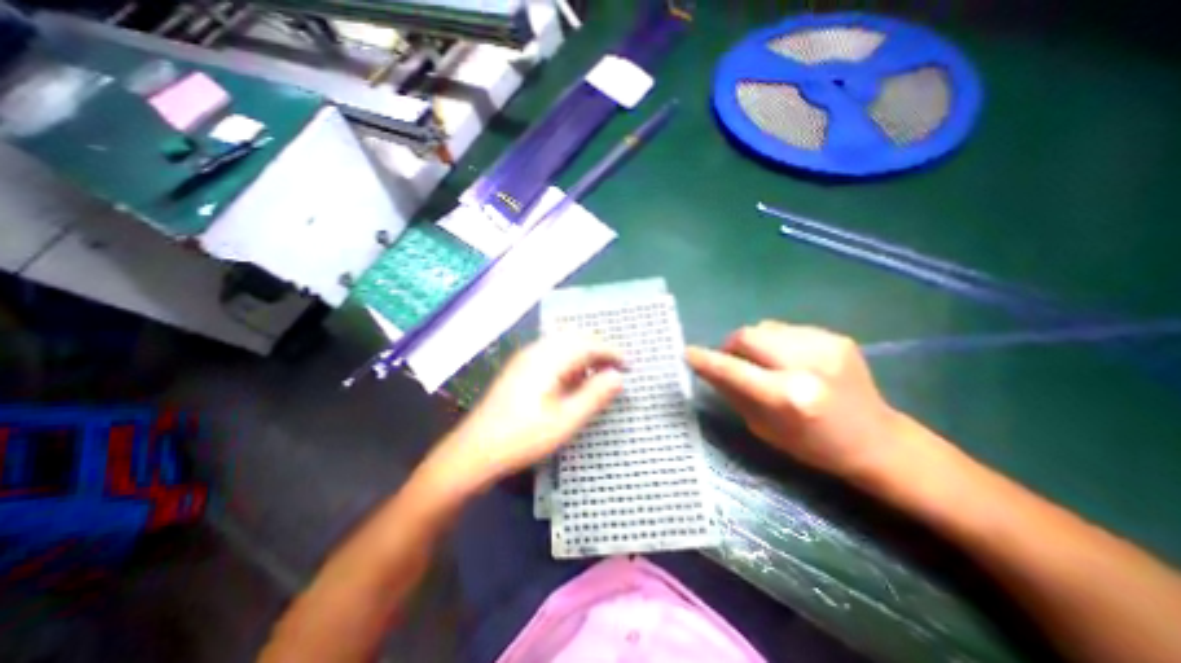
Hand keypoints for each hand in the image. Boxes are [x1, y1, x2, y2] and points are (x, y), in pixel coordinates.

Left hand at [429, 338, 621, 492]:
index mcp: (548, 359)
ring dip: (585, 352)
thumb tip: (618, 377)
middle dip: (600, 349)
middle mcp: (536, 350)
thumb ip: (594, 396)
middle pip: (576, 337)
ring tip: (599, 373)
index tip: (629, 366)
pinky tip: (573, 378)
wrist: (475, 449)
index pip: (588, 344)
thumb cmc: (523, 437)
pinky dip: (570, 358)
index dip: (612, 352)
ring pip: (563, 342)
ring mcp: (525, 356)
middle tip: (616, 369)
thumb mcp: (566, 421)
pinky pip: (552, 351)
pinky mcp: (520, 366)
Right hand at [684, 318, 905, 481]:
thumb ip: (733, 393)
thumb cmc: (813, 446)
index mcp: (789, 397)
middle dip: (731, 346)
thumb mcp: (763, 428)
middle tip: (732, 362)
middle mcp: (807, 364)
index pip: (734, 369)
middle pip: (748, 335)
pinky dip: (776, 343)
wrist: (877, 440)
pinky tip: (787, 361)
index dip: (707, 359)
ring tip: (763, 363)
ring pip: (765, 327)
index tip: (687, 353)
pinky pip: (787, 330)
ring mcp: (826, 345)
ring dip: (754, 344)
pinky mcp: (837, 337)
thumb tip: (706, 368)